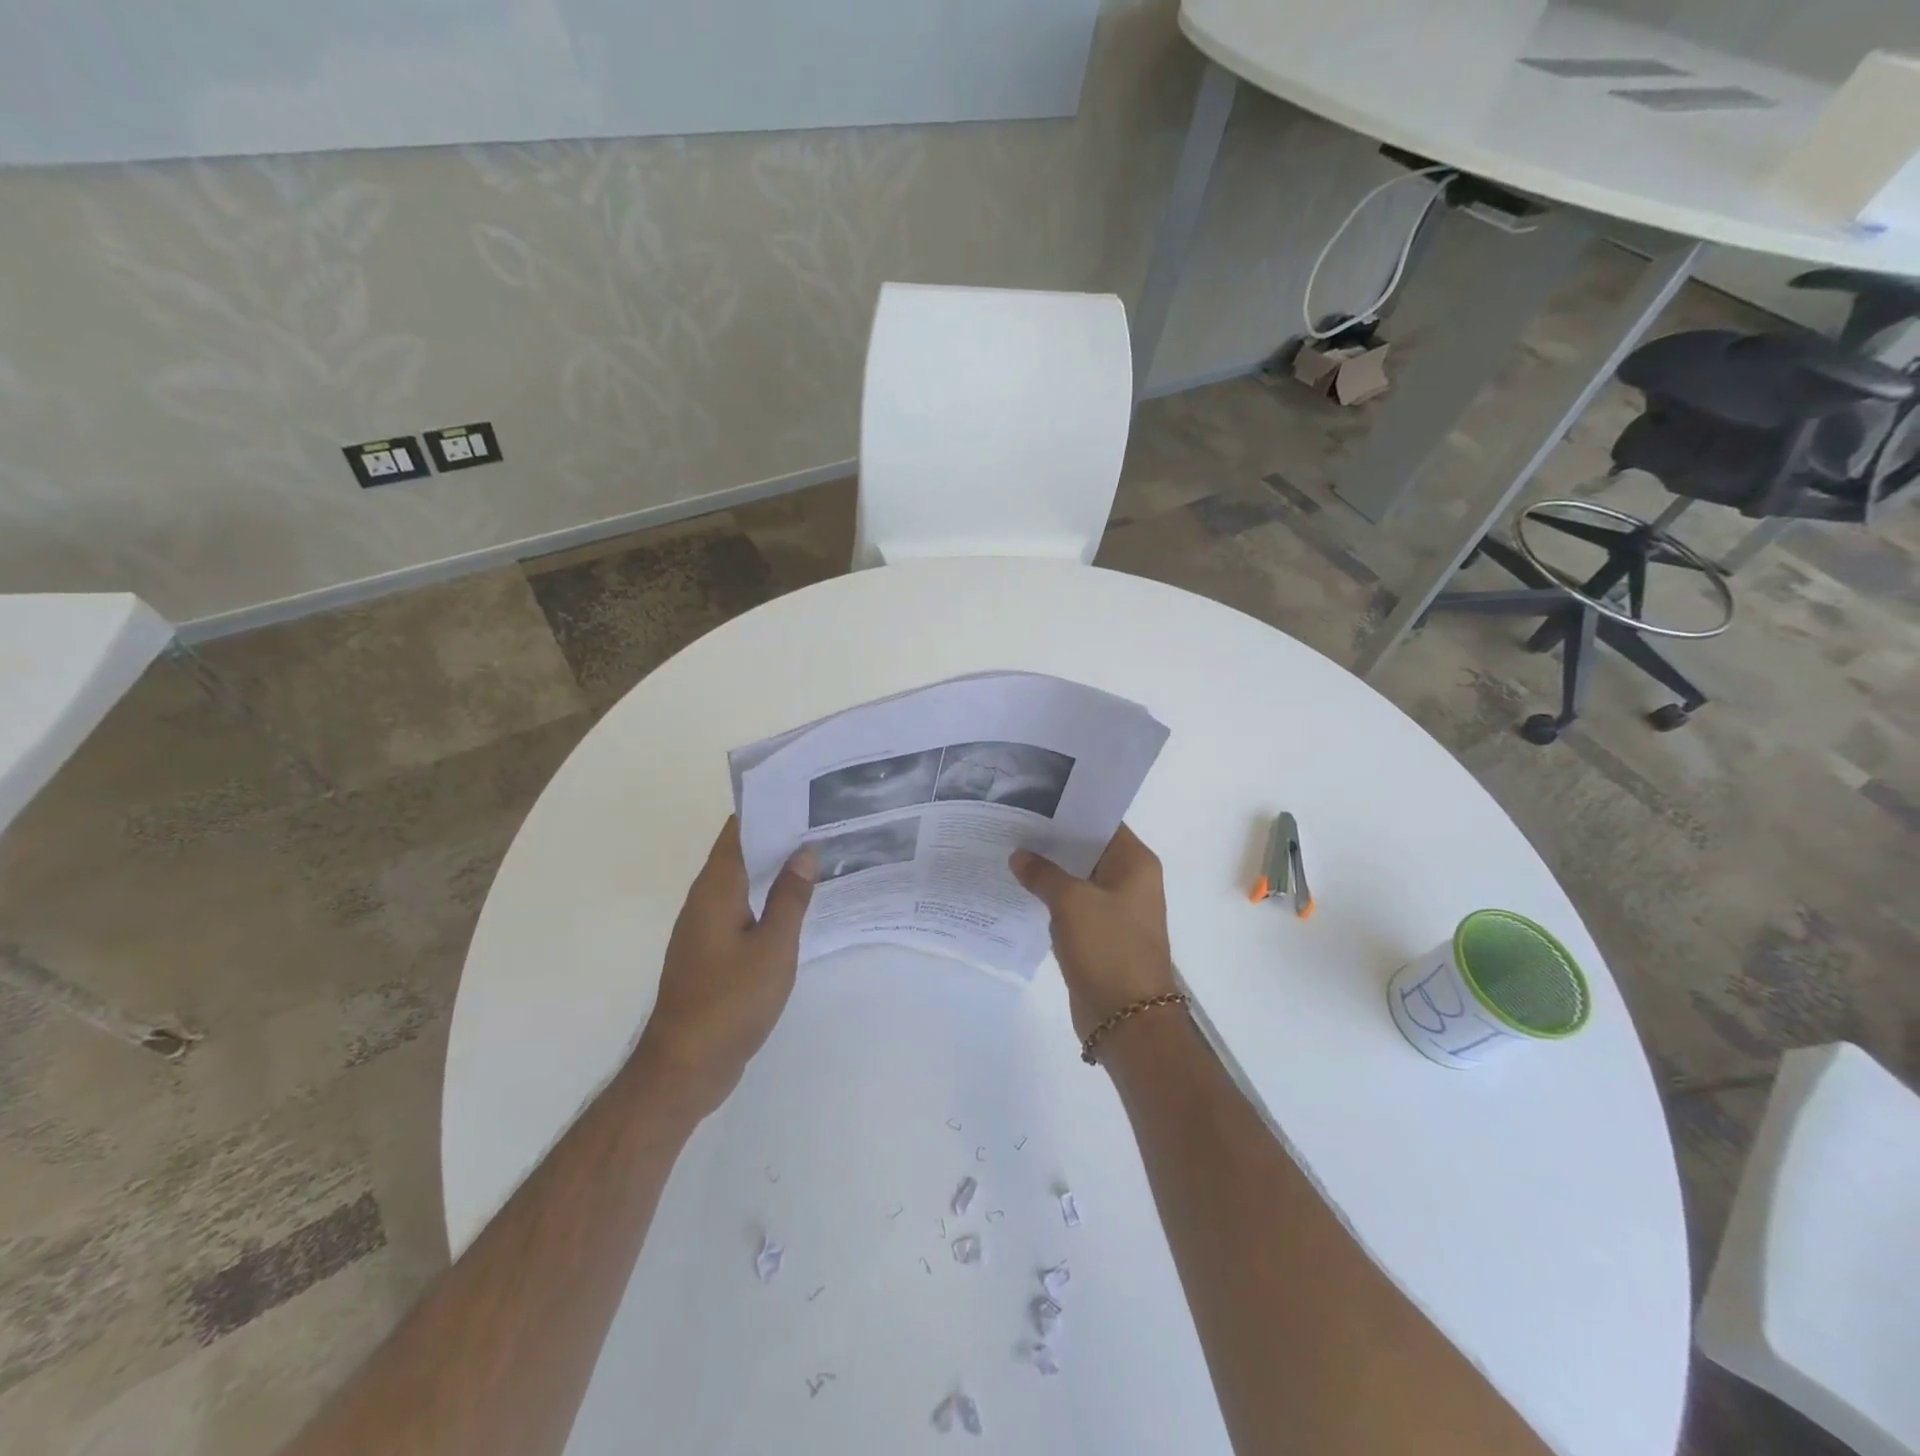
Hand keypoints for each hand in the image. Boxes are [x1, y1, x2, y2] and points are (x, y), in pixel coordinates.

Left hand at [635, 817, 814, 1116]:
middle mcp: (704, 900)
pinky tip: (795, 905)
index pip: (737, 831)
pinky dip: (766, 898)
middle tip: (822, 821)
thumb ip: (790, 898)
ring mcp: (704, 928)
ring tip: (817, 855)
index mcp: (715, 890)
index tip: (802, 793)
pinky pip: (740, 910)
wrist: (685, 1067)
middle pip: (739, 853)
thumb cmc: (730, 1002)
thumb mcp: (773, 948)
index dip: (767, 808)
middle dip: (776, 835)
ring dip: (772, 868)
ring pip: (741, 882)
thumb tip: (804, 851)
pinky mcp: (710, 952)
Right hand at [1010, 824, 1177, 1040]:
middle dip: (1052, 842)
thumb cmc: (1107, 948)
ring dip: (1050, 873)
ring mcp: (1117, 909)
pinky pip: (1074, 907)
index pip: (1101, 822)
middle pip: (1087, 850)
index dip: (1069, 812)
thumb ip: (1043, 874)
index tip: (1033, 803)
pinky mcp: (1101, 935)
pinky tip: (1021, 891)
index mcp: (1135, 864)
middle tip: (1012, 826)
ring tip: (1010, 854)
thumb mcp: (1071, 902)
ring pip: (1078, 880)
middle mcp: (1130, 881)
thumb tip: (1019, 856)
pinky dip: (1052, 900)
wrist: (1127, 1019)